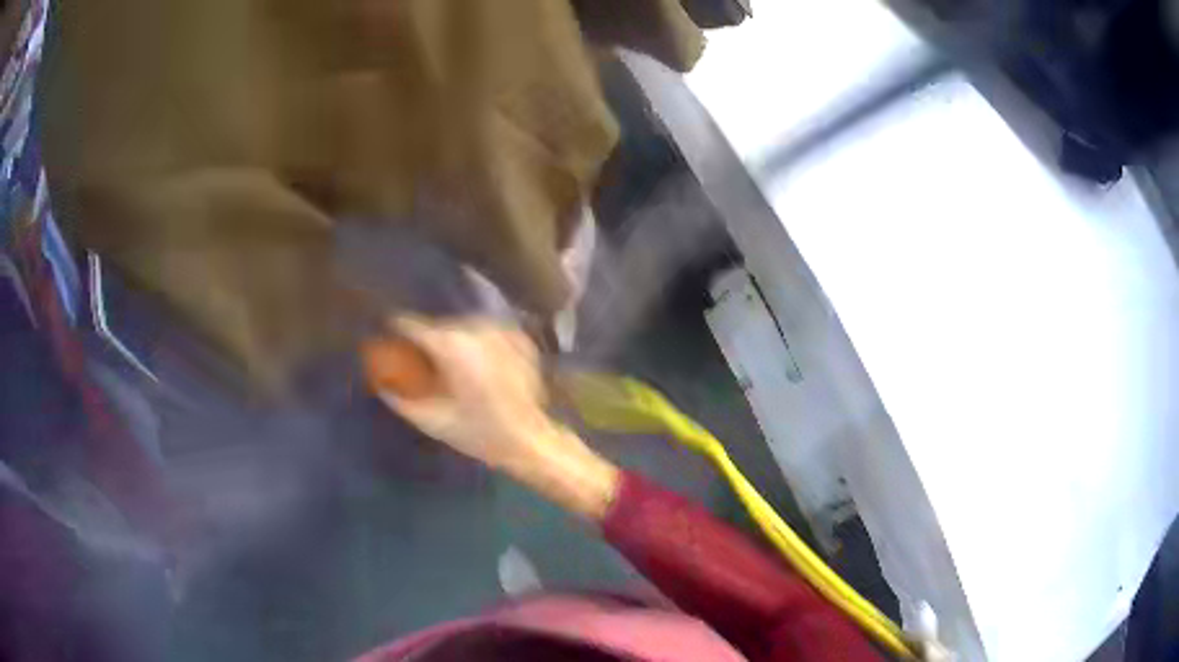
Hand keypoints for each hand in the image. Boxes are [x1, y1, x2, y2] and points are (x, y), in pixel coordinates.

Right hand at [375, 316, 618, 518]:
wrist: (530, 440)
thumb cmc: (479, 434)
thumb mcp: (431, 420)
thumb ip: (398, 398)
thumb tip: (379, 382)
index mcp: (450, 345)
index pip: (411, 324)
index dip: (397, 332)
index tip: (390, 343)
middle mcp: (475, 328)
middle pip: (439, 326)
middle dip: (428, 343)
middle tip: (424, 366)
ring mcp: (501, 330)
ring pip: (464, 327)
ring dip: (454, 343)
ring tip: (454, 371)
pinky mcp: (519, 338)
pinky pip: (487, 334)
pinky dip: (479, 346)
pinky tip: (480, 369)